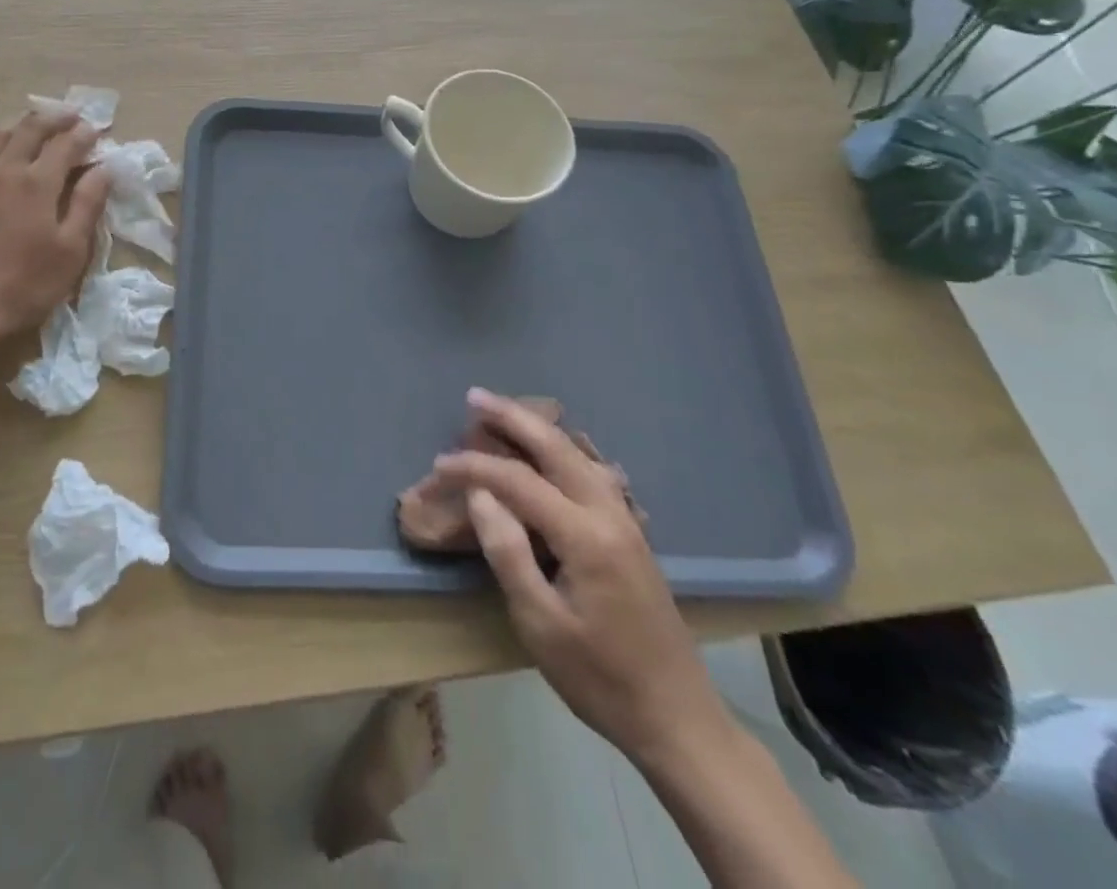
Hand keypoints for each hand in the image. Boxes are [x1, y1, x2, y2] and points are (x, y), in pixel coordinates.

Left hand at [0, 111, 109, 346]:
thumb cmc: (23, 285)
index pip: (65, 145)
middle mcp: (2, 170)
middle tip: (69, 117)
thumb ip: (87, 205)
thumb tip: (103, 169)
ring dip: (15, 127)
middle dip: (53, 119)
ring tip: (28, 130)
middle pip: (29, 129)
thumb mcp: (70, 251)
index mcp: (37, 183)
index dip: (83, 134)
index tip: (95, 131)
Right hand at [433, 390, 733, 770]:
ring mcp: (625, 521)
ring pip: (577, 455)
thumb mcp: (541, 624)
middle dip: (512, 418)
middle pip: (556, 448)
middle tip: (474, 396)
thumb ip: (508, 553)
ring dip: (537, 429)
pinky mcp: (630, 533)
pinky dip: (559, 450)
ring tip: (502, 413)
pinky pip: (589, 472)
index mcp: (586, 536)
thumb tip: (480, 495)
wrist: (678, 719)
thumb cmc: (600, 678)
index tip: (438, 466)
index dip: (475, 467)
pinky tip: (545, 451)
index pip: (519, 481)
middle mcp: (609, 514)